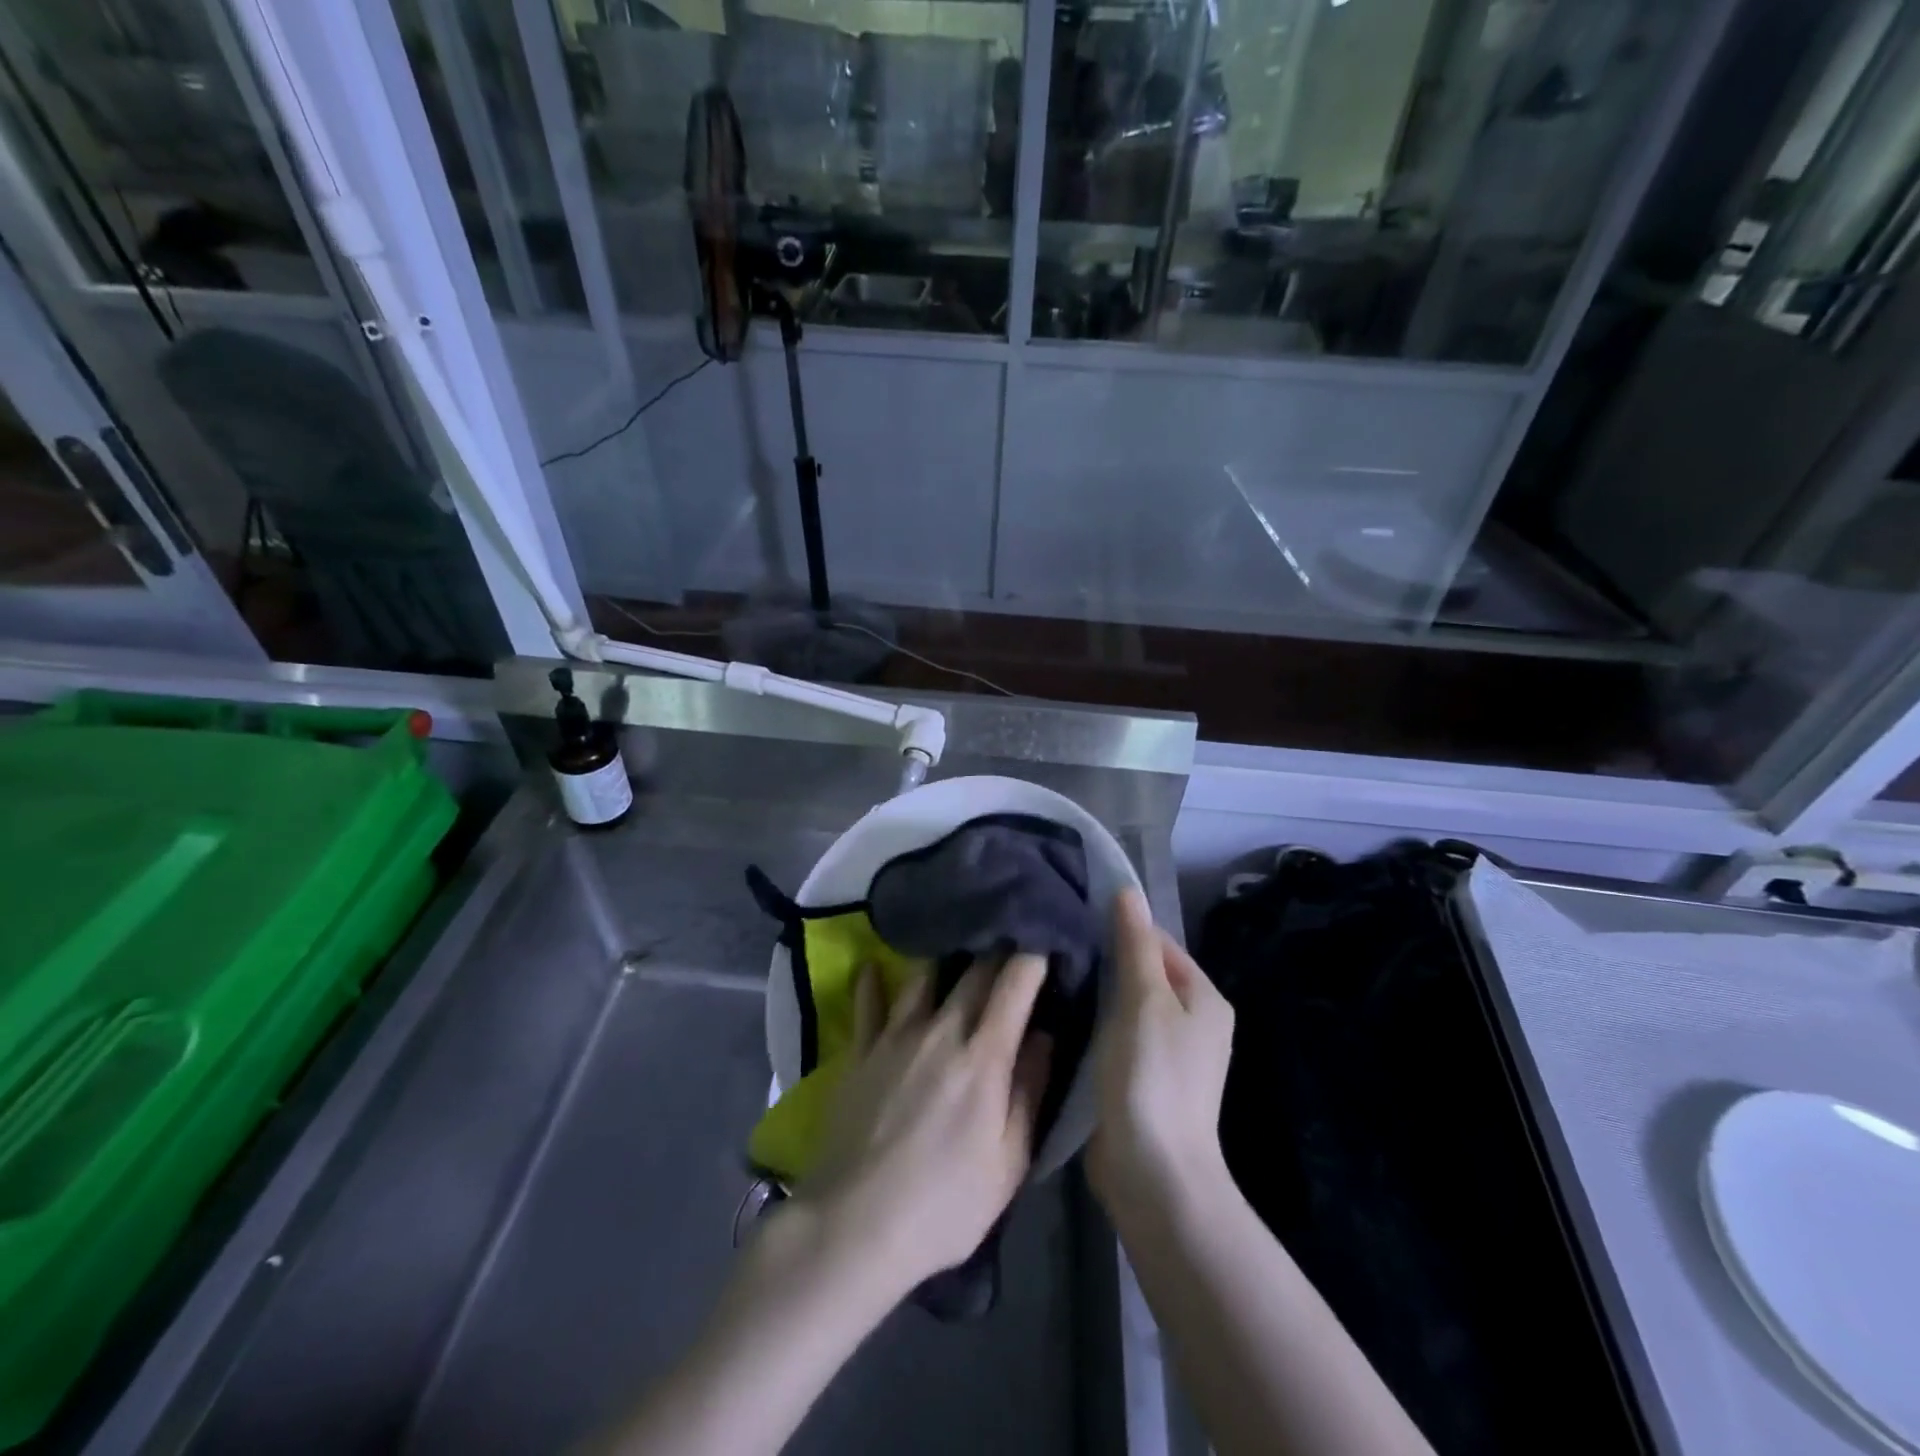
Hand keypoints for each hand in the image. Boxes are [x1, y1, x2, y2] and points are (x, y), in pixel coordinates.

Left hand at [794, 954, 1052, 1299]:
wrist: (854, 1224)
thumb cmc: (944, 1204)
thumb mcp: (1008, 1162)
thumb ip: (1029, 1092)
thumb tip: (1045, 1036)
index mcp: (983, 1056)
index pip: (1015, 984)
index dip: (1033, 956)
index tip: (1045, 943)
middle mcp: (941, 1030)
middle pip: (973, 970)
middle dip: (997, 951)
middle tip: (1009, 942)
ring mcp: (895, 1036)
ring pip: (924, 975)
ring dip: (945, 960)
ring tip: (954, 951)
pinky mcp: (860, 1050)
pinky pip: (867, 1002)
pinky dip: (873, 981)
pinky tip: (874, 967)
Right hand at [1086, 889, 1235, 1221]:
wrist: (1153, 1175)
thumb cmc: (1152, 1076)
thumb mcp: (1144, 1000)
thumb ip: (1135, 945)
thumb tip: (1128, 891)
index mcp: (1203, 998)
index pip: (1159, 942)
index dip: (1120, 929)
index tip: (1075, 922)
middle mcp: (1192, 1022)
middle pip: (1143, 973)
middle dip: (1105, 961)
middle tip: (1058, 949)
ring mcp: (1167, 1053)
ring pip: (1126, 1005)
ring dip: (1097, 993)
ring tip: (1054, 976)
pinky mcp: (1142, 1078)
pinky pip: (1117, 1035)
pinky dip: (1095, 1024)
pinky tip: (1064, 1016)